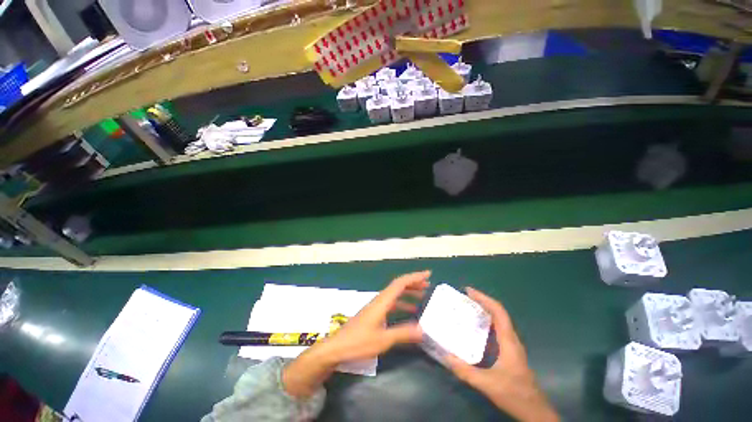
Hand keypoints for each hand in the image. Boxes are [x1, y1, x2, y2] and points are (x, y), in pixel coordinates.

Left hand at [282, 271, 430, 397]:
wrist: (336, 348)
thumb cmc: (358, 342)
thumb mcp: (383, 340)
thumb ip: (403, 333)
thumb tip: (423, 329)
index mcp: (382, 301)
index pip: (400, 283)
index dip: (414, 277)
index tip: (427, 274)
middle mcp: (379, 300)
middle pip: (398, 286)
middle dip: (413, 283)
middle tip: (427, 284)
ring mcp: (376, 306)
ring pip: (395, 294)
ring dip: (408, 292)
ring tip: (422, 295)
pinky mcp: (374, 314)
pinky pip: (391, 303)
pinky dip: (401, 303)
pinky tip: (408, 311)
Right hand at [444, 288, 558, 421]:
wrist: (534, 412)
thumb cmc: (514, 394)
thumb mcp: (487, 384)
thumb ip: (465, 371)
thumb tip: (445, 356)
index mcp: (508, 341)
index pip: (498, 312)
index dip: (484, 298)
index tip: (468, 291)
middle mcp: (511, 339)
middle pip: (498, 313)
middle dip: (482, 302)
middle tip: (464, 298)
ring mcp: (511, 345)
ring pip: (498, 321)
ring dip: (484, 311)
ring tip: (467, 309)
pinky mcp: (510, 352)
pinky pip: (497, 331)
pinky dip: (486, 323)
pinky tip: (475, 329)